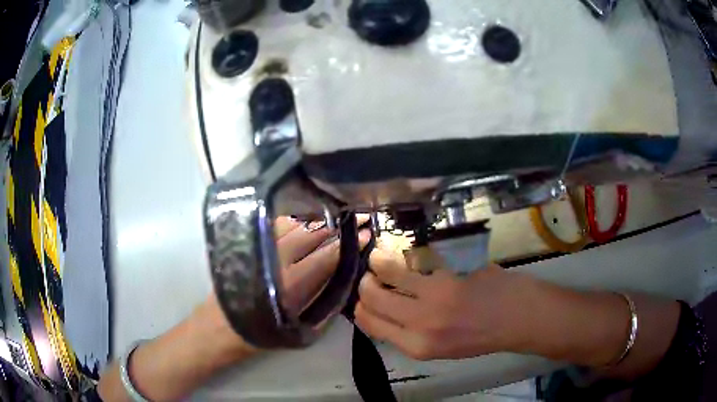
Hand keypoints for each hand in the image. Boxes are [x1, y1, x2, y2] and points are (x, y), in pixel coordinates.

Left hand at [205, 216, 371, 355]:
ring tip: (333, 213)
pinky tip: (301, 217)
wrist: (219, 328)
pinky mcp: (247, 243)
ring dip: (316, 218)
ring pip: (293, 225)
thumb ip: (324, 305)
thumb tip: (343, 280)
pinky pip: (274, 224)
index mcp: (293, 285)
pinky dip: (291, 218)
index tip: (366, 232)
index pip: (328, 256)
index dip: (349, 243)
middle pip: (312, 234)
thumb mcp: (301, 330)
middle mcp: (277, 260)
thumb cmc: (261, 334)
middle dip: (336, 224)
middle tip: (355, 216)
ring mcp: (260, 248)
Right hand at [354, 247, 537, 360]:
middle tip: (371, 274)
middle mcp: (419, 324)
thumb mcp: (440, 347)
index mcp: (416, 347)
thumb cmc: (480, 336)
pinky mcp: (449, 276)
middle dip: (365, 282)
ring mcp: (434, 298)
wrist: (518, 318)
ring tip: (381, 257)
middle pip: (371, 297)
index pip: (369, 323)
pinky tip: (412, 256)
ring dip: (379, 261)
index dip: (360, 307)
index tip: (364, 298)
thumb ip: (410, 332)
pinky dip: (408, 257)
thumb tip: (386, 310)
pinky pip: (416, 263)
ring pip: (388, 273)